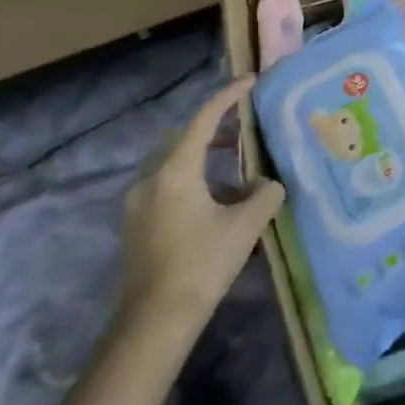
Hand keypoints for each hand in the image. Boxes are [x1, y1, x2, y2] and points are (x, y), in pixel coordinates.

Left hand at [117, 76, 284, 332]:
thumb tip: (269, 185)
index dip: (228, 97)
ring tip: (236, 168)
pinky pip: (165, 186)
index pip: (203, 120)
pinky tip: (215, 202)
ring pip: (172, 164)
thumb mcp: (245, 226)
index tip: (250, 81)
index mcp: (175, 172)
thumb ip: (265, 195)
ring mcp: (136, 204)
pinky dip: (191, 180)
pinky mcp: (135, 225)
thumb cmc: (201, 265)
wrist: (154, 323)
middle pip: (182, 138)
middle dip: (213, 128)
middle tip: (243, 128)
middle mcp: (149, 180)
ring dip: (202, 158)